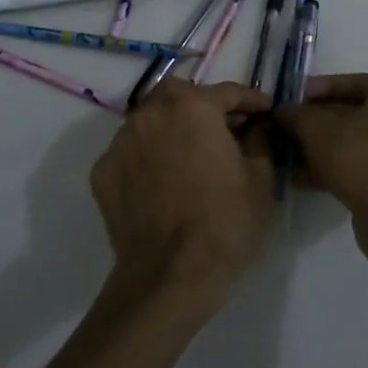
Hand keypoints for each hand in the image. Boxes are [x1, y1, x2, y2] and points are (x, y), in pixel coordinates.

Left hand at [91, 79, 273, 307]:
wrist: (170, 275)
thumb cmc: (225, 222)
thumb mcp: (260, 178)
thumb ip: (260, 140)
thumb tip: (257, 126)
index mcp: (193, 107)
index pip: (228, 92)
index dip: (251, 101)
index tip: (265, 111)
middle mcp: (151, 113)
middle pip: (179, 94)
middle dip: (201, 104)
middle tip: (222, 128)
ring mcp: (121, 142)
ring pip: (149, 120)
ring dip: (170, 128)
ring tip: (189, 155)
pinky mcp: (103, 172)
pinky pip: (130, 152)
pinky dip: (147, 156)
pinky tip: (161, 181)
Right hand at [273, 73, 367, 227]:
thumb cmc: (361, 158)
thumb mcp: (318, 129)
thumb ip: (297, 114)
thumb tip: (283, 111)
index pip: (350, 82)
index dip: (316, 89)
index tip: (290, 100)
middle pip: (352, 114)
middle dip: (315, 124)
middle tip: (286, 131)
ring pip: (355, 144)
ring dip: (320, 149)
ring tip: (287, 158)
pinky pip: (363, 167)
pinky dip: (334, 169)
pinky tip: (302, 180)